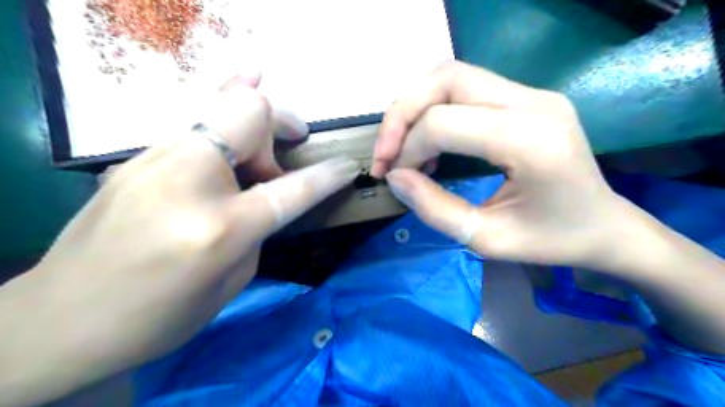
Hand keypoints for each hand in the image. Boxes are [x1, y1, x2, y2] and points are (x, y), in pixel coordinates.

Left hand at [0, 73, 358, 403]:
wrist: (61, 320)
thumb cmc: (157, 317)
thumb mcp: (230, 282)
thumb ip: (256, 229)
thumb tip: (263, 194)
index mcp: (217, 228)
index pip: (290, 189)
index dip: (327, 176)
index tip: (348, 167)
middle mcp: (186, 180)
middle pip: (248, 113)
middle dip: (282, 121)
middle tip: (291, 145)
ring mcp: (153, 161)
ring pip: (219, 107)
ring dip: (253, 123)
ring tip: (262, 147)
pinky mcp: (136, 158)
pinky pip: (195, 125)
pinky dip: (223, 121)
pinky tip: (232, 126)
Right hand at [373, 61, 634, 266]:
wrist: (605, 226)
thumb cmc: (551, 241)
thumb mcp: (486, 239)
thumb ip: (434, 208)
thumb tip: (395, 177)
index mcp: (532, 141)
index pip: (445, 122)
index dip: (408, 148)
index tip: (395, 177)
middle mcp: (534, 103)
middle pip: (445, 79)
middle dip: (402, 115)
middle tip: (386, 154)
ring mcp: (533, 94)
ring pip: (451, 75)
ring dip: (415, 107)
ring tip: (402, 147)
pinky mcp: (527, 97)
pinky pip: (465, 87)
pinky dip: (434, 108)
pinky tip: (429, 142)